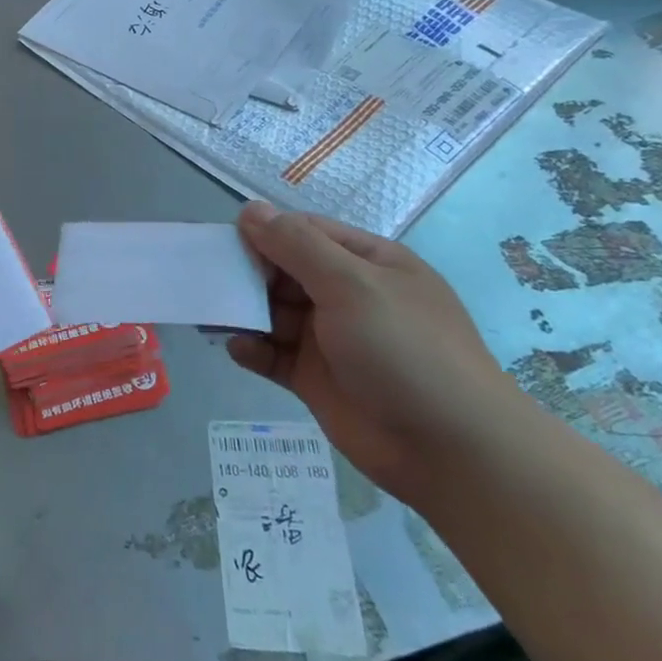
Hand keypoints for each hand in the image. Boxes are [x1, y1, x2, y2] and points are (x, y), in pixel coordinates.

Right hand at [228, 202, 517, 507]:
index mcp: (367, 263)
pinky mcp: (315, 379)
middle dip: (248, 274)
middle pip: (284, 272)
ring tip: (212, 314)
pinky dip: (252, 349)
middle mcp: (347, 296)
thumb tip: (250, 210)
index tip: (226, 243)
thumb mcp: (351, 285)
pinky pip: (273, 354)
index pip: (305, 233)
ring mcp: (330, 339)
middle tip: (212, 281)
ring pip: (273, 313)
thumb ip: (296, 246)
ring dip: (243, 311)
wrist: (449, 450)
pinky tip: (238, 349)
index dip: (265, 233)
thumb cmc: (404, 350)